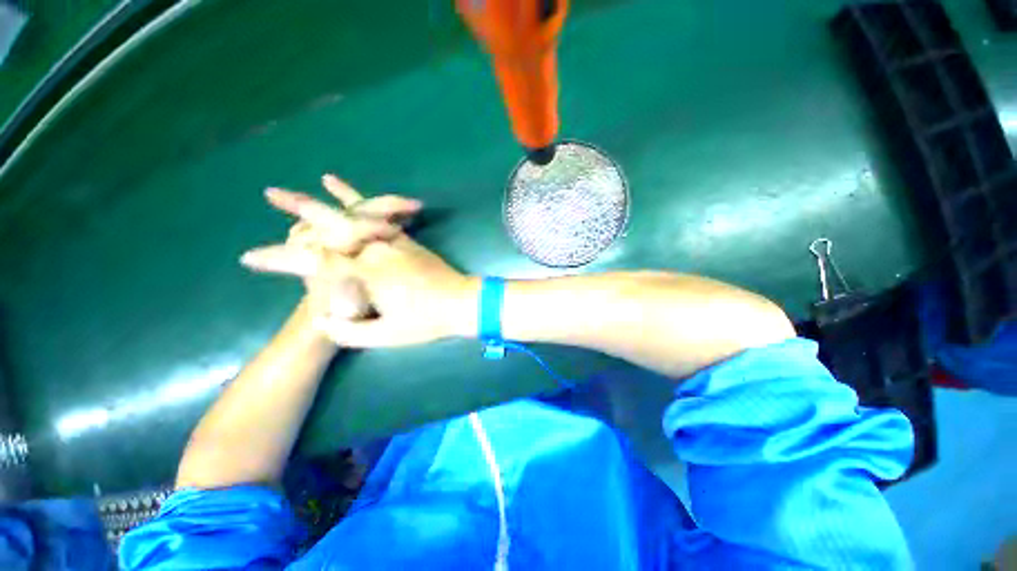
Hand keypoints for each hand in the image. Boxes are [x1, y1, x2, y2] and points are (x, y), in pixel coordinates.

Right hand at [242, 175, 476, 346]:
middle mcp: (376, 249)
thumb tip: (321, 317)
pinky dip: (369, 205)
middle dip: (299, 208)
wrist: (462, 303)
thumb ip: (348, 329)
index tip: (249, 258)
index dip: (279, 259)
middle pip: (331, 223)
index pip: (312, 261)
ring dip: (333, 199)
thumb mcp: (386, 336)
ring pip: (358, 215)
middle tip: (269, 193)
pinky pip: (384, 218)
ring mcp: (394, 241)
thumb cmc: (427, 322)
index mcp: (366, 273)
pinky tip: (361, 197)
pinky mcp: (407, 240)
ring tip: (319, 180)